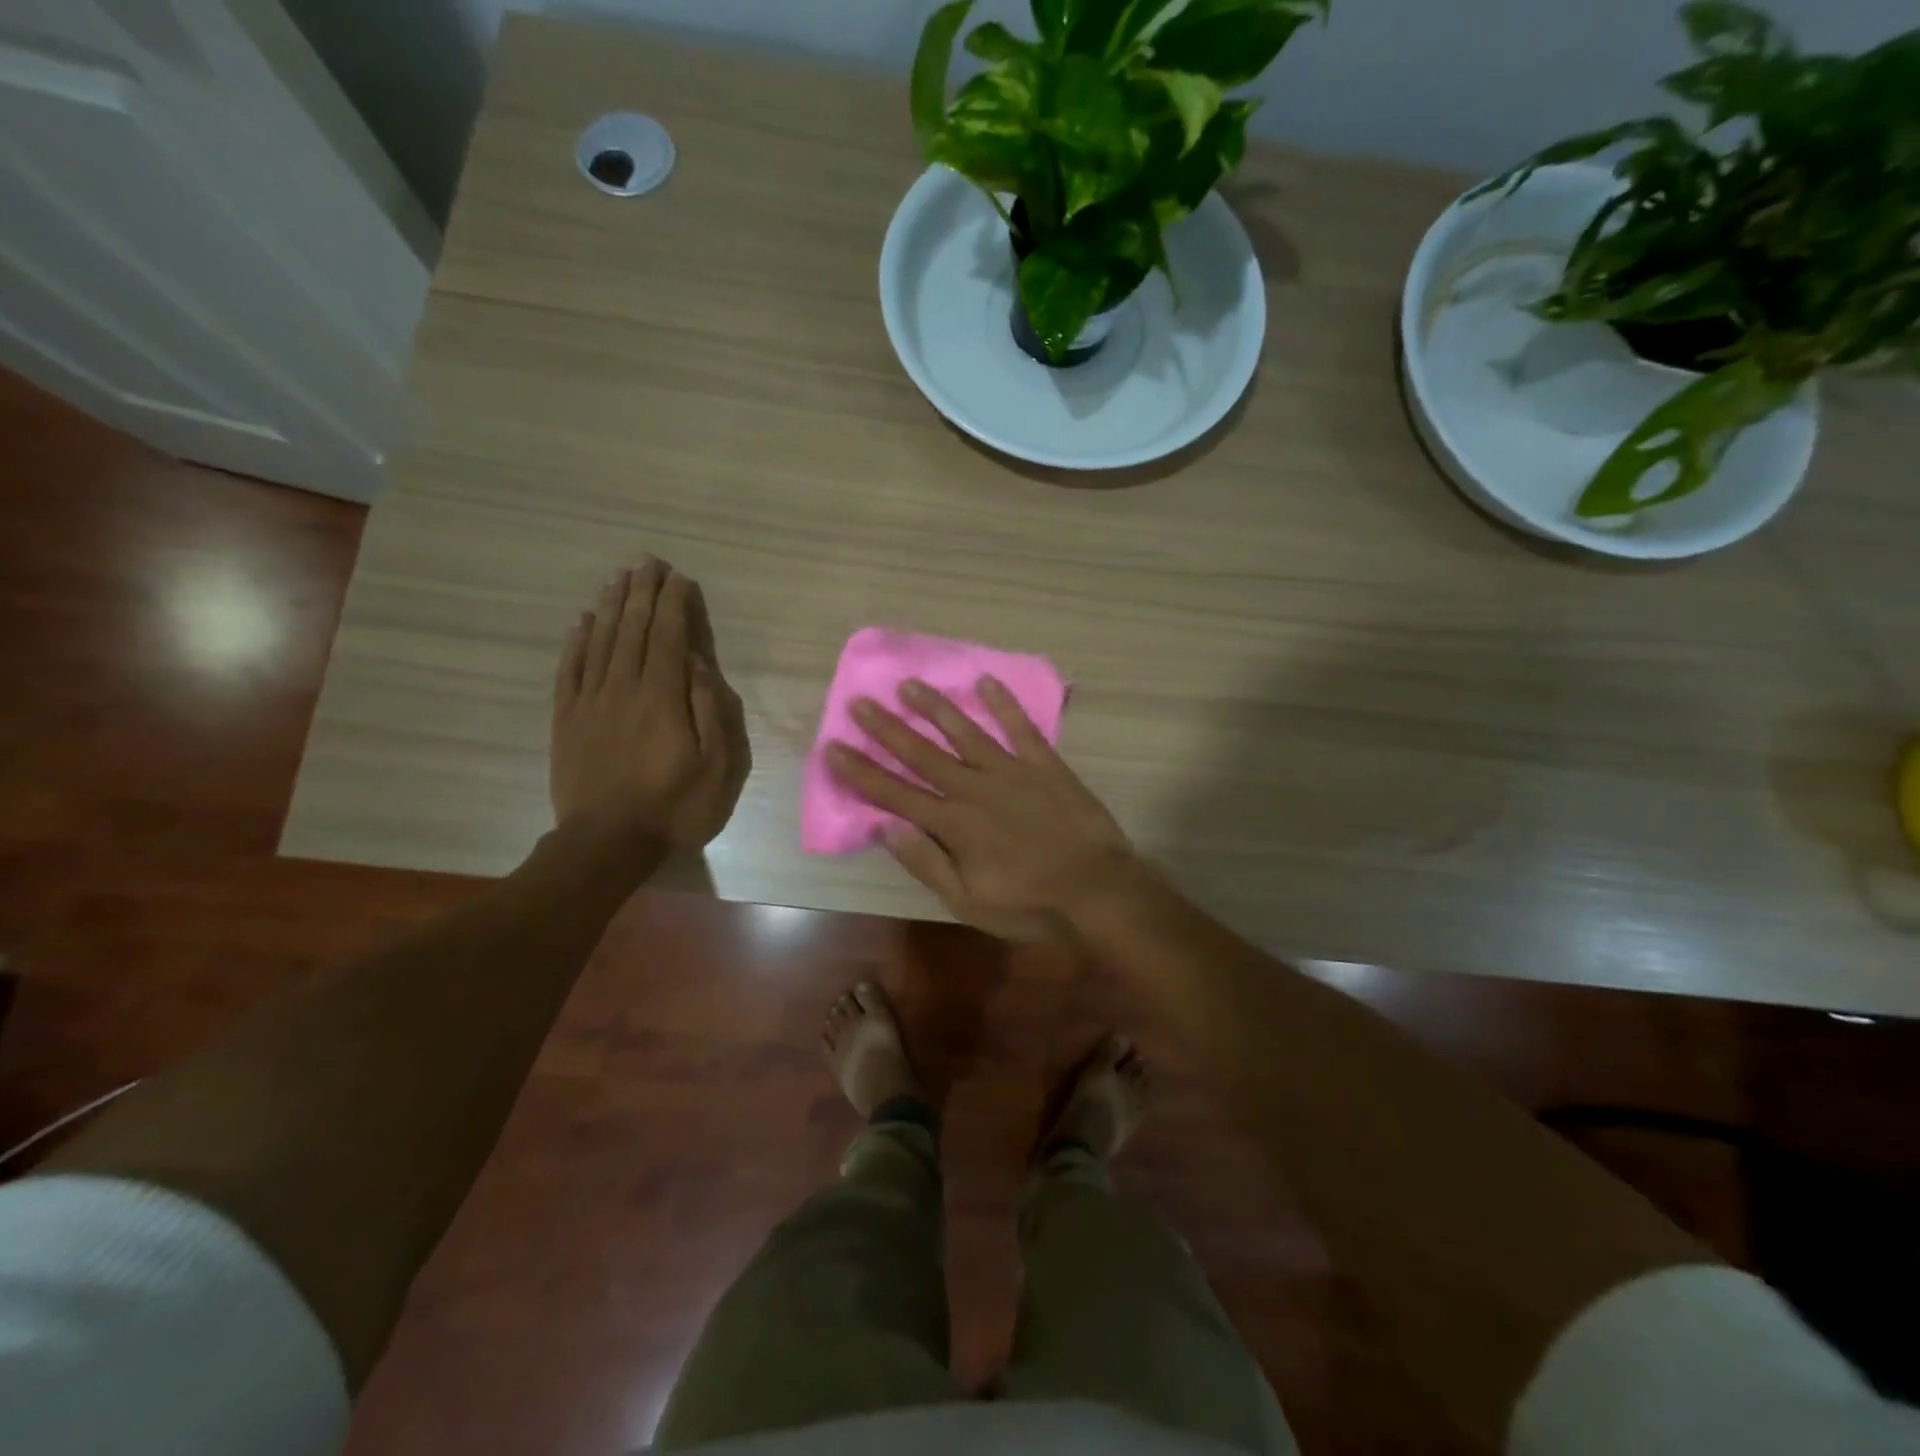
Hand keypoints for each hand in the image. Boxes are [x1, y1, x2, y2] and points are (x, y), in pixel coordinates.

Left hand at [550, 559, 749, 851]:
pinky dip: (576, 641)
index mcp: (662, 697)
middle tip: (648, 562)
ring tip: (619, 578)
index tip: (679, 577)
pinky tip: (582, 621)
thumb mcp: (716, 765)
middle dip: (642, 592)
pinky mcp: (566, 719)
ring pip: (599, 641)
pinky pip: (569, 669)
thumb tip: (695, 663)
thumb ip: (709, 708)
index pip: (667, 636)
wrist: (606, 842)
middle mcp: (623, 688)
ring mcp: (589, 702)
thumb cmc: (674, 806)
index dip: (673, 603)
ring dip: (610, 606)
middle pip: (631, 629)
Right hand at [826, 676, 1139, 936]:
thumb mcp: (968, 901)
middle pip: (922, 754)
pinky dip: (1005, 704)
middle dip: (887, 729)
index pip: (895, 793)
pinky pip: (1022, 728)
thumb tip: (884, 827)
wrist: (1098, 891)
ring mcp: (1012, 771)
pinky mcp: (1046, 765)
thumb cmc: (1030, 905)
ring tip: (910, 684)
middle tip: (860, 702)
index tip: (833, 746)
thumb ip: (925, 863)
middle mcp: (975, 788)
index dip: (860, 771)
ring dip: (936, 708)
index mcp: (953, 824)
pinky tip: (987, 681)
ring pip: (965, 732)